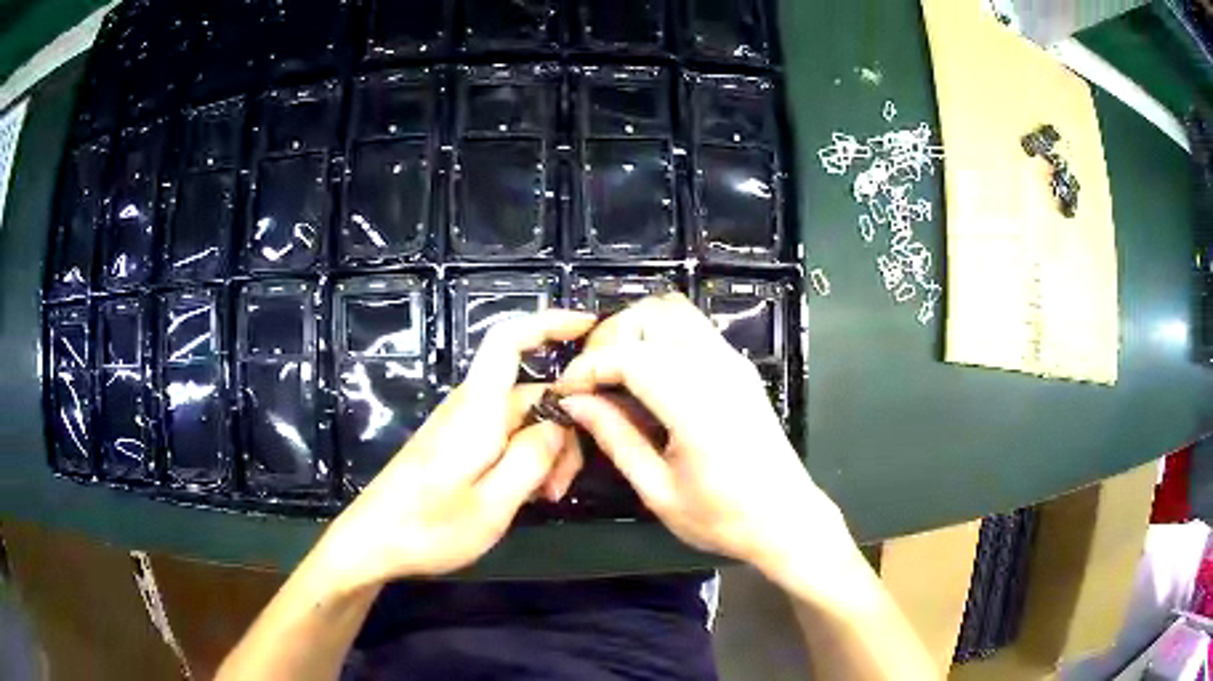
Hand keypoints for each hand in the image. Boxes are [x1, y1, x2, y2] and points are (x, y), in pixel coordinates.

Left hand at [314, 310, 595, 588]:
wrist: (372, 543)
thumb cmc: (429, 527)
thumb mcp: (492, 504)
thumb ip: (532, 458)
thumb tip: (560, 422)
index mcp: (477, 411)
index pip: (508, 340)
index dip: (548, 322)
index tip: (588, 326)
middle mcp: (469, 408)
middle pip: (530, 394)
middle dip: (561, 431)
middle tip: (562, 487)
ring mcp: (460, 427)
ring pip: (521, 421)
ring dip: (545, 452)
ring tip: (545, 498)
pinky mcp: (455, 446)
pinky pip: (503, 438)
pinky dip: (525, 460)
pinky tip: (526, 496)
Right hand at [554, 294, 852, 573]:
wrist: (786, 519)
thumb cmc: (723, 518)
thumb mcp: (658, 492)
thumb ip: (616, 439)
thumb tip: (575, 403)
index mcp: (696, 406)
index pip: (629, 356)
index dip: (587, 368)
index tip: (565, 392)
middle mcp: (717, 369)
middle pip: (651, 314)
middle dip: (609, 338)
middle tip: (590, 380)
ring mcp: (733, 361)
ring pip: (673, 310)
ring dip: (636, 330)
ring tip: (614, 373)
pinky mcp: (740, 365)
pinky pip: (692, 327)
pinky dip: (659, 335)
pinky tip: (647, 375)